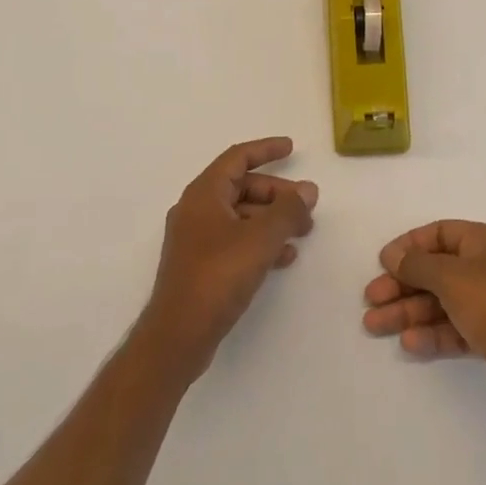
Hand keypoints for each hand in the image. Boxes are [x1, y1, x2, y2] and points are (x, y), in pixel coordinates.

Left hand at [138, 137, 317, 378]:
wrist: (177, 336)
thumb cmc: (217, 276)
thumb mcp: (260, 239)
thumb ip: (287, 211)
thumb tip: (308, 190)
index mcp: (204, 193)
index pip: (238, 157)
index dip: (266, 150)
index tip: (292, 148)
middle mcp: (197, 209)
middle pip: (242, 187)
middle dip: (277, 194)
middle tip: (307, 206)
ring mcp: (196, 239)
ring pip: (241, 216)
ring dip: (272, 220)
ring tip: (303, 232)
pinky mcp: (200, 265)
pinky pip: (236, 240)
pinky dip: (260, 242)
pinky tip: (284, 257)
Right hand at [362, 220, 485, 417]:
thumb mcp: (450, 277)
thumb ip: (417, 264)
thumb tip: (392, 255)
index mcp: (484, 241)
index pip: (439, 233)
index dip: (409, 246)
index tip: (383, 262)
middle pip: (436, 270)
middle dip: (402, 285)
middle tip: (371, 299)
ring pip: (441, 301)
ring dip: (408, 312)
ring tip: (374, 325)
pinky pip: (453, 327)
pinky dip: (431, 333)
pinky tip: (408, 343)